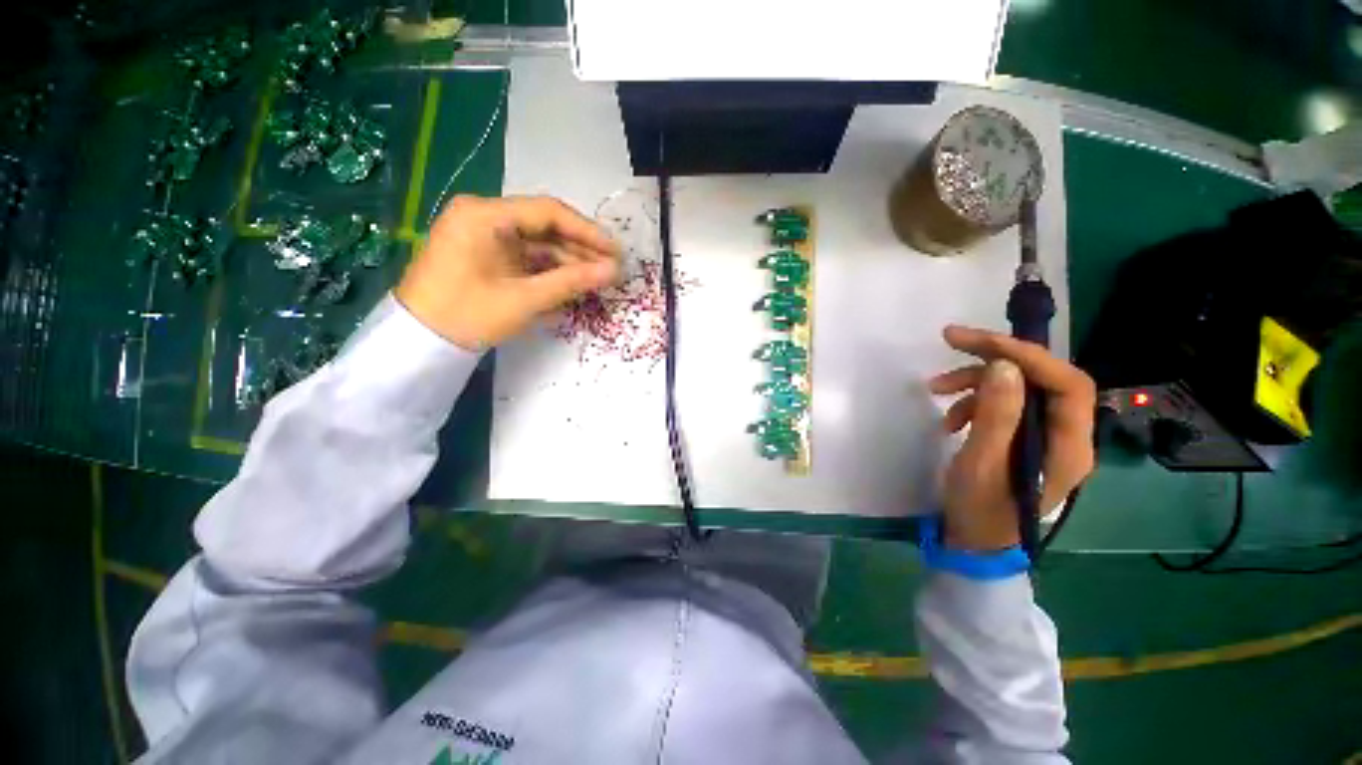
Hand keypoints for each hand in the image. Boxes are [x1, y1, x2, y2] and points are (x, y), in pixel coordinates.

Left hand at [396, 195, 620, 349]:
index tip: (615, 251)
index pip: (548, 212)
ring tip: (598, 279)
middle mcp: (483, 215)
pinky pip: (525, 257)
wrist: (419, 343)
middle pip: (544, 226)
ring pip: (537, 243)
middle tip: (612, 269)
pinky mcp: (485, 254)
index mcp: (485, 214)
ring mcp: (483, 235)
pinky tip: (572, 282)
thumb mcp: (525, 298)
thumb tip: (613, 271)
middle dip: (580, 249)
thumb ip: (572, 281)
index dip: (587, 232)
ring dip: (567, 261)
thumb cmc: (468, 315)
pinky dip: (548, 270)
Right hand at [929, 326, 1096, 550]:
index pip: (1066, 383)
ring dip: (977, 381)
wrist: (974, 542)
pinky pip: (1004, 405)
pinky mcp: (1023, 439)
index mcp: (1069, 445)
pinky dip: (974, 402)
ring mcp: (1045, 436)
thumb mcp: (982, 463)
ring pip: (1020, 388)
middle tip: (952, 340)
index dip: (1027, 356)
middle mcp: (1066, 435)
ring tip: (937, 389)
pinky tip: (950, 419)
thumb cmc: (980, 510)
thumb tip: (1003, 366)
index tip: (977, 342)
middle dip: (996, 357)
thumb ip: (997, 415)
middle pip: (1042, 378)